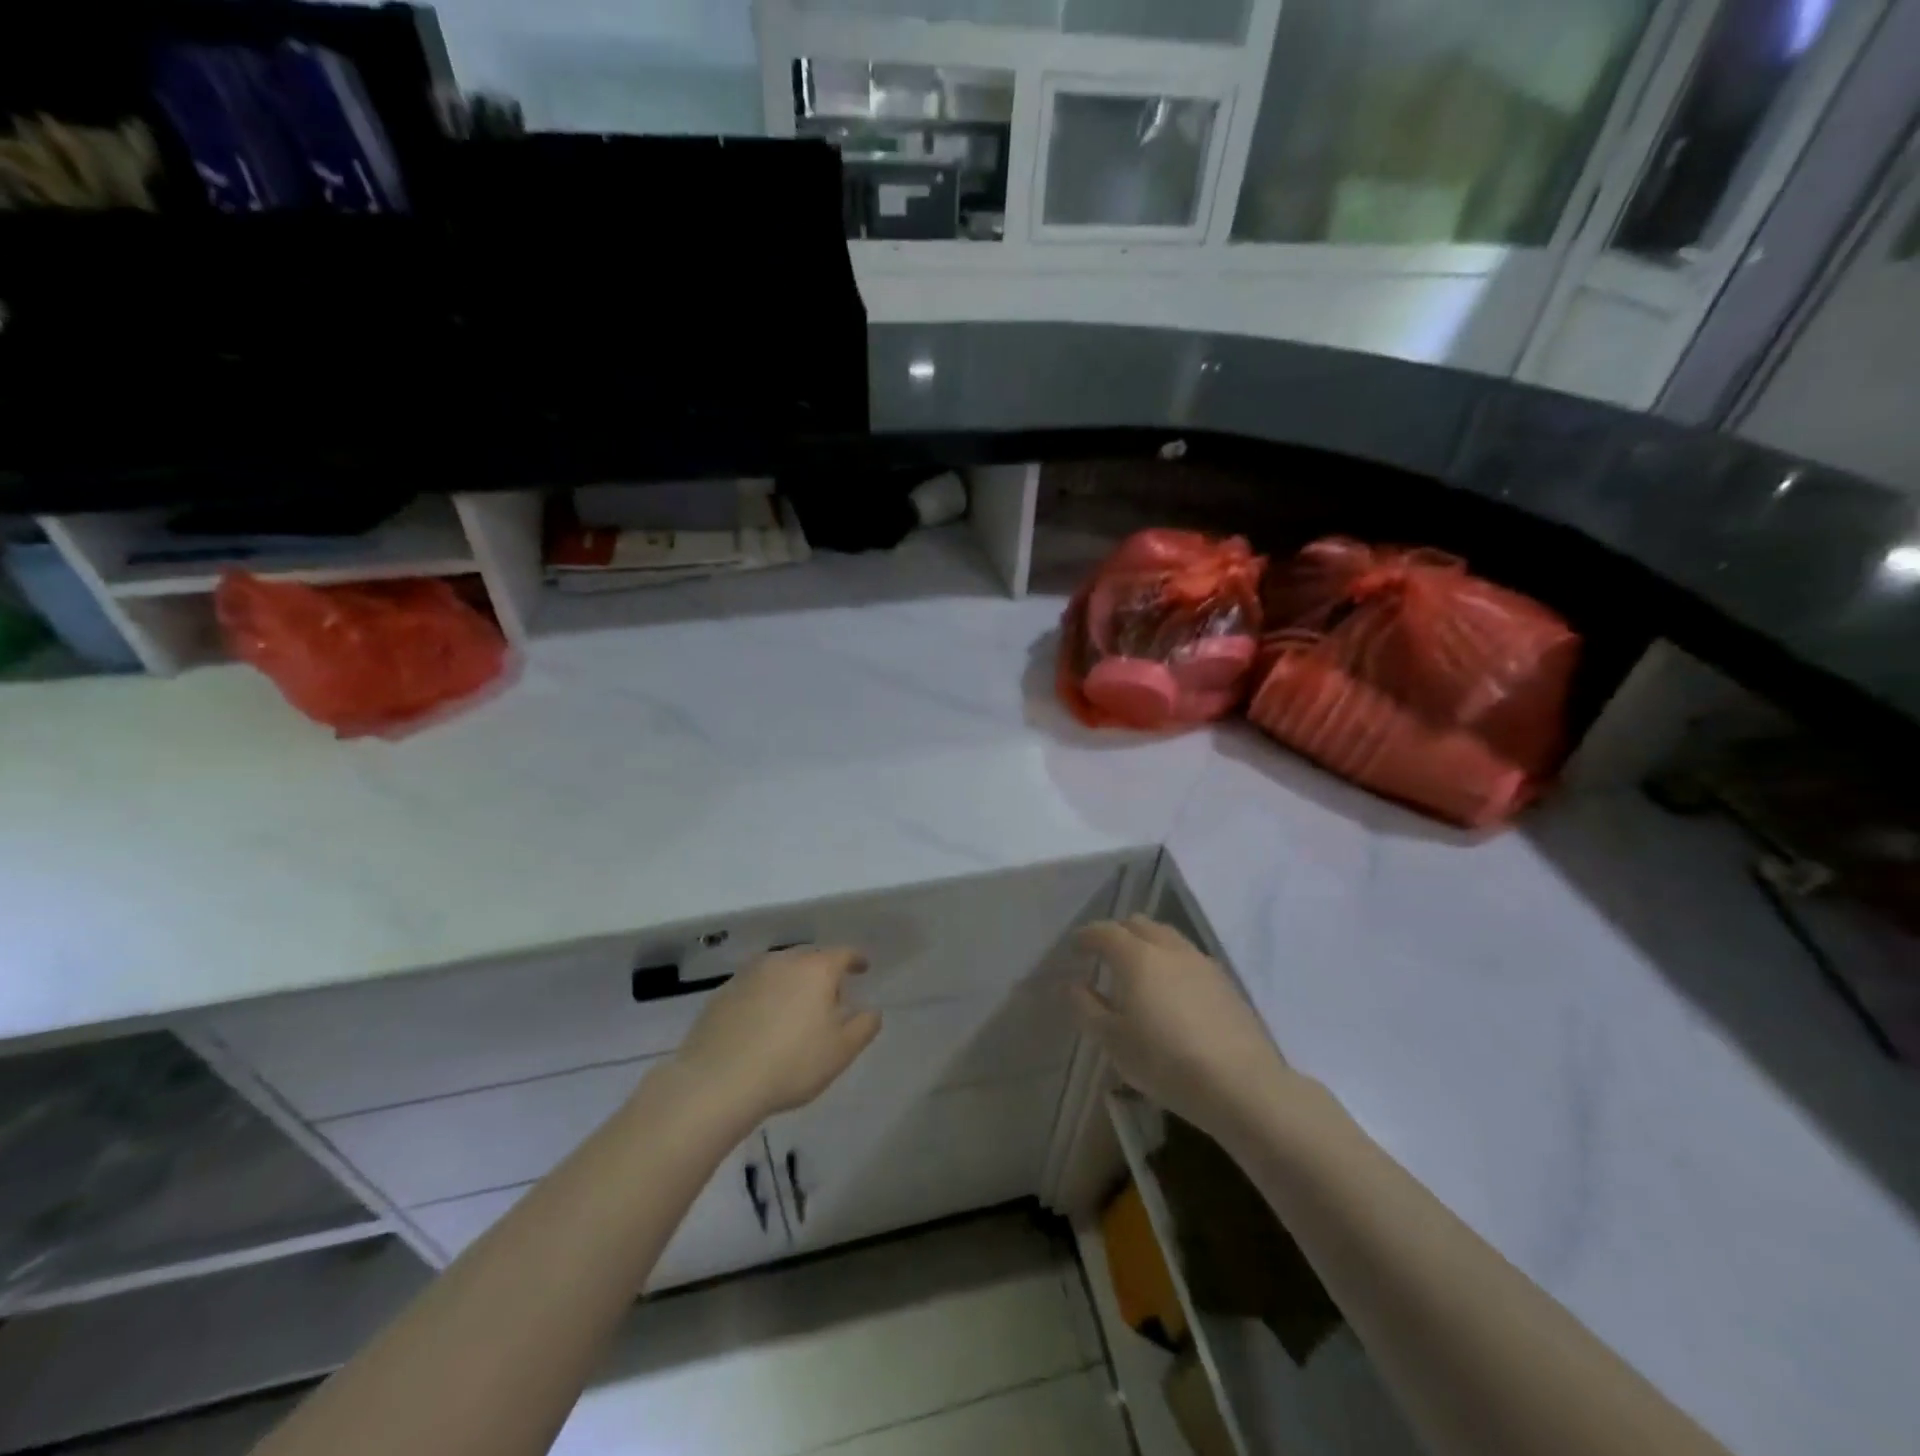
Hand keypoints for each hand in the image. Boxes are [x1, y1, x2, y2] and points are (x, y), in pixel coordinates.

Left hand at [673, 946, 882, 1123]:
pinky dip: (766, 996)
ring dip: (792, 982)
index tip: (863, 968)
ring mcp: (748, 974)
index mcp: (816, 969)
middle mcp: (782, 961)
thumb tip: (871, 1010)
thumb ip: (864, 1026)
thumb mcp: (841, 1051)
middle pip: (810, 958)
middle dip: (823, 971)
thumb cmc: (790, 1064)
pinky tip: (763, 1021)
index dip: (856, 959)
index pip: (843, 953)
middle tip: (830, 995)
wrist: (717, 1082)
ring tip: (796, 1007)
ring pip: (780, 969)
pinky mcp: (722, 993)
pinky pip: (755, 986)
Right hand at [1074, 916, 1289, 1145]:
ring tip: (1138, 970)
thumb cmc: (1165, 1062)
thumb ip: (1086, 1008)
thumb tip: (1072, 984)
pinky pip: (1188, 956)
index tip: (1075, 949)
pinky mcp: (1224, 981)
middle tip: (1103, 956)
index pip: (1104, 932)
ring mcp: (1200, 961)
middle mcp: (1168, 948)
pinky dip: (1170, 960)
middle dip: (1116, 934)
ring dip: (1146, 943)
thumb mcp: (1113, 1041)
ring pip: (1166, 936)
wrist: (1240, 1084)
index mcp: (1136, 956)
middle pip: (1138, 924)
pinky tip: (1171, 989)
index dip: (1086, 937)